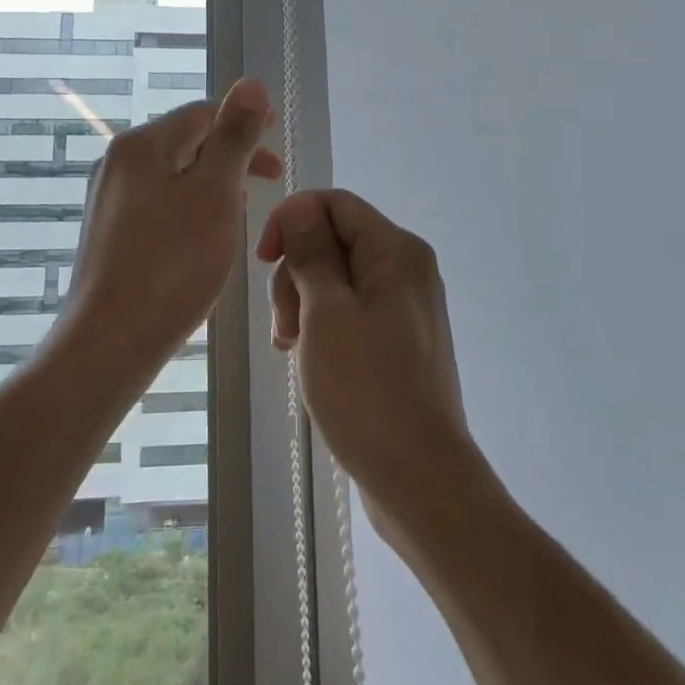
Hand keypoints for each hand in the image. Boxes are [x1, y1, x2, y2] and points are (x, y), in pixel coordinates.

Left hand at [64, 77, 280, 365]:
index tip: (277, 137)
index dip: (244, 119)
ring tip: (246, 204)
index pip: (202, 113)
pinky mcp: (109, 232)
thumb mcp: (215, 193)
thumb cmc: (172, 263)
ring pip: (174, 174)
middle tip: (272, 175)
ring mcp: (109, 199)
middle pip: (186, 141)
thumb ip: (234, 136)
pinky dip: (191, 205)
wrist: (109, 342)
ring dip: (214, 181)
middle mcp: (118, 162)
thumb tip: (252, 83)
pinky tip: (207, 232)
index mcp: (142, 145)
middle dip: (232, 153)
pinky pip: (159, 202)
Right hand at [258, 189, 475, 541]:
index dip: (293, 220)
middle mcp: (407, 269)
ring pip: (337, 278)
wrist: (420, 480)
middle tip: (285, 325)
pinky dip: (322, 325)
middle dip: (297, 272)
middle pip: (335, 240)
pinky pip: (350, 310)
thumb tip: (299, 206)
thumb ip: (311, 252)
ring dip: (303, 303)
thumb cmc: (368, 389)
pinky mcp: (398, 339)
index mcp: (397, 251)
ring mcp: (404, 306)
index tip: (265, 260)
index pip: (335, 203)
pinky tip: (307, 357)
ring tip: (292, 347)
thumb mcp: (326, 312)